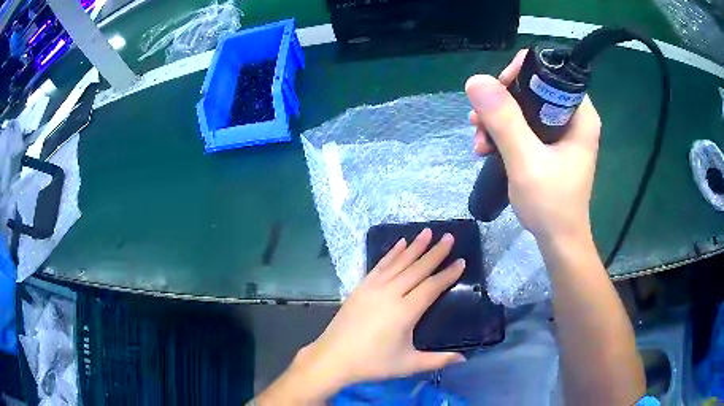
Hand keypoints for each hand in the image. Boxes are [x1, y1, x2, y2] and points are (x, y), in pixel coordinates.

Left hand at [257, 229, 465, 403]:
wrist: (333, 358)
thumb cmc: (372, 363)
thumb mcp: (408, 365)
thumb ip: (438, 360)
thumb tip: (464, 359)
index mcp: (405, 312)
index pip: (431, 287)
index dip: (447, 274)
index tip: (461, 261)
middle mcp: (390, 294)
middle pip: (417, 269)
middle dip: (435, 252)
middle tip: (449, 236)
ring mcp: (373, 288)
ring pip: (398, 263)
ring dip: (414, 247)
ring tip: (428, 232)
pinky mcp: (360, 287)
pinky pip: (379, 265)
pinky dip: (391, 253)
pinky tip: (400, 244)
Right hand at [466, 50, 600, 240]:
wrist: (558, 241)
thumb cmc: (551, 204)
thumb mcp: (526, 161)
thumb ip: (504, 120)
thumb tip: (476, 80)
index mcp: (580, 115)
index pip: (550, 74)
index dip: (520, 75)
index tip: (496, 93)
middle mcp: (572, 118)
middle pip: (533, 89)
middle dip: (501, 102)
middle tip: (479, 121)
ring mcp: (561, 133)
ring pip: (524, 108)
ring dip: (496, 120)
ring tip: (478, 143)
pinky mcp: (550, 146)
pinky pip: (523, 127)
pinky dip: (503, 134)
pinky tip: (485, 150)